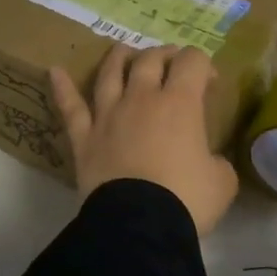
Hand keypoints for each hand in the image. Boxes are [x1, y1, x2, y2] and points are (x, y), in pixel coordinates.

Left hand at [50, 45, 239, 234]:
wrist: (139, 225)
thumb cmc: (187, 199)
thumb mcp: (222, 181)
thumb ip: (217, 161)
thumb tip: (209, 161)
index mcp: (181, 103)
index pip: (192, 62)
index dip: (203, 64)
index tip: (210, 82)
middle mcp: (142, 98)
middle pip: (150, 60)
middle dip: (164, 55)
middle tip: (172, 62)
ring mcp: (108, 115)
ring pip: (110, 74)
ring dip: (118, 58)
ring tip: (123, 50)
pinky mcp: (84, 138)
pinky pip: (70, 107)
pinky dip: (62, 88)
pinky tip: (54, 71)